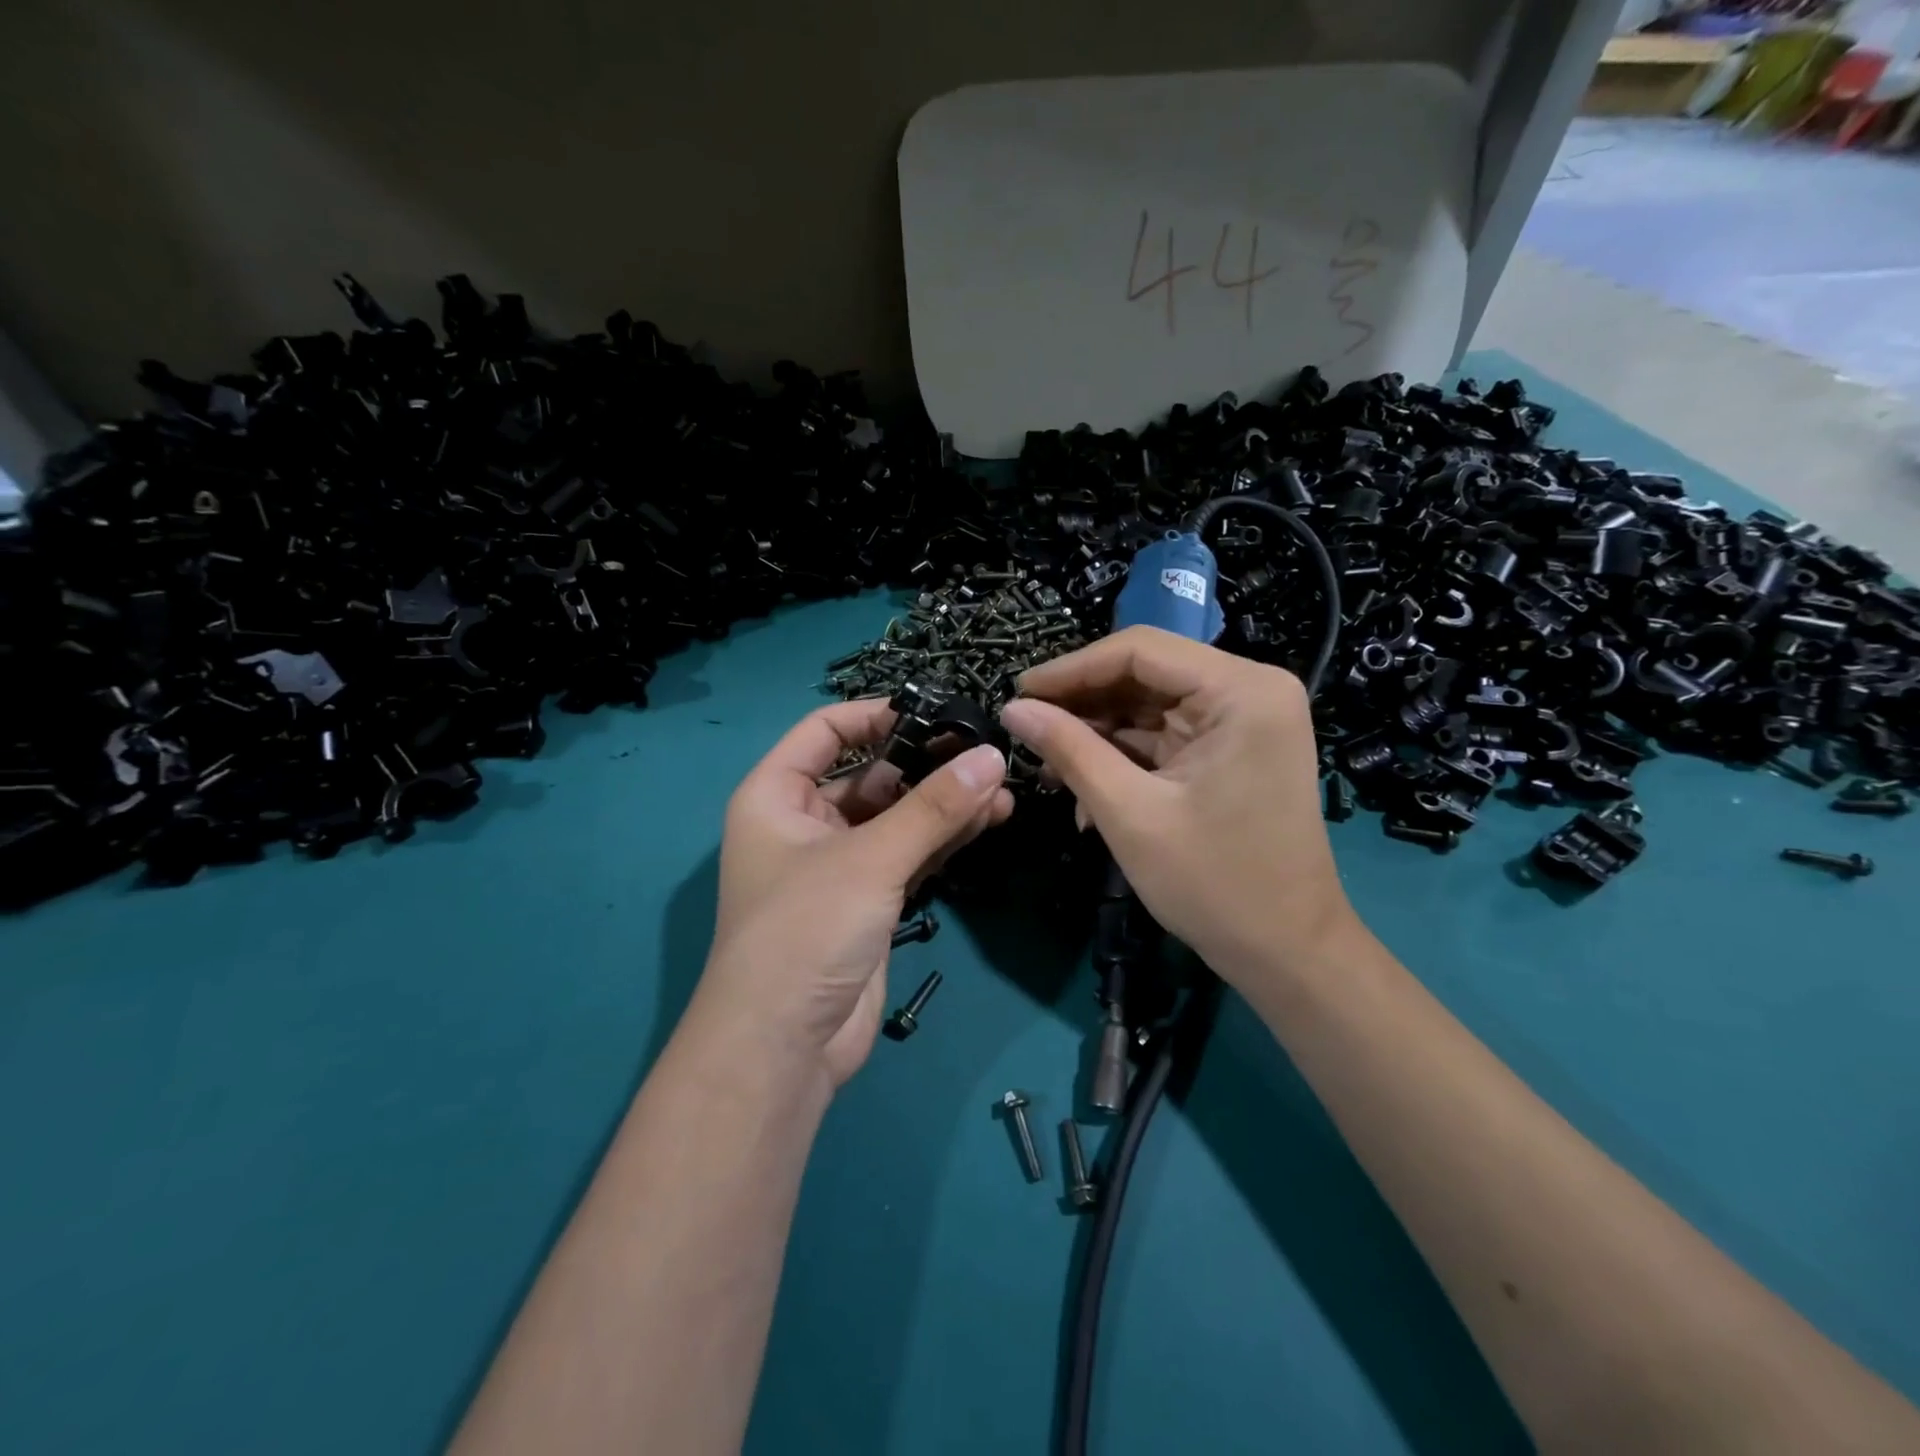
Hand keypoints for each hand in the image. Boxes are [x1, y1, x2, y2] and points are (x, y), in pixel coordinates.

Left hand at [693, 700, 1012, 1087]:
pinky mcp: (869, 901)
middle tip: (985, 752)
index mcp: (776, 795)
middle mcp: (804, 823)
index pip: (824, 731)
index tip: (934, 710)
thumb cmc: (805, 930)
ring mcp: (839, 864)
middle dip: (926, 764)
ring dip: (945, 803)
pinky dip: (945, 838)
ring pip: (898, 817)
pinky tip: (991, 820)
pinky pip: (910, 854)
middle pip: (870, 774)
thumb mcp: (869, 859)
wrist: (784, 1046)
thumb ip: (933, 807)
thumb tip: (990, 756)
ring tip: (1003, 787)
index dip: (875, 715)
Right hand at [998, 627, 1355, 990]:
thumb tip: (1013, 709)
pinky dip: (1122, 758)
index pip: (1139, 650)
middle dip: (1082, 707)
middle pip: (1144, 675)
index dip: (1070, 669)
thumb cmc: (1214, 883)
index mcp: (1241, 690)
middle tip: (1026, 732)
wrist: (1286, 952)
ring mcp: (1243, 720)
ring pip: (1147, 706)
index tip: (1017, 693)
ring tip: (1047, 769)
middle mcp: (1249, 690)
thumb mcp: (1129, 813)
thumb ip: (1069, 750)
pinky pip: (1163, 736)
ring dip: (1097, 736)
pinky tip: (1085, 791)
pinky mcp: (1231, 749)